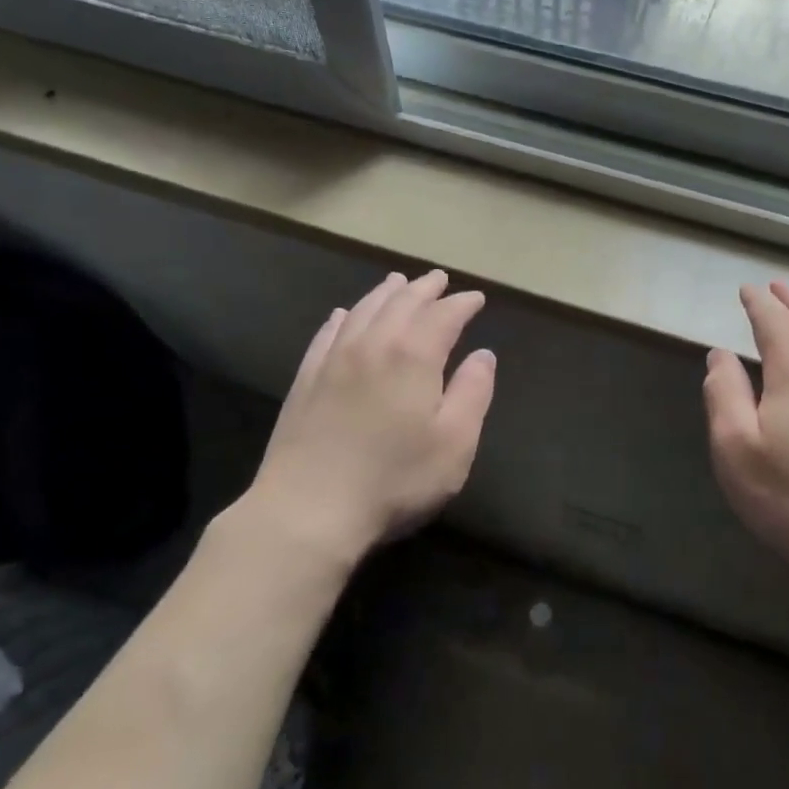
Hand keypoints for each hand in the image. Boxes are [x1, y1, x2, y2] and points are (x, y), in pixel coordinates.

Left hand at [244, 270, 495, 567]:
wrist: (307, 509)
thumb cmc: (394, 480)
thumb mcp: (454, 443)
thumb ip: (473, 393)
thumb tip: (483, 355)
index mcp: (413, 356)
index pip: (443, 316)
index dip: (462, 304)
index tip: (476, 299)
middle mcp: (372, 344)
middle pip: (401, 303)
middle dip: (424, 288)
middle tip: (439, 279)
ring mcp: (333, 360)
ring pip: (363, 310)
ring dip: (385, 293)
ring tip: (398, 282)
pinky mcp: (305, 380)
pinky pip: (327, 334)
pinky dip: (343, 317)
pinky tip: (344, 314)